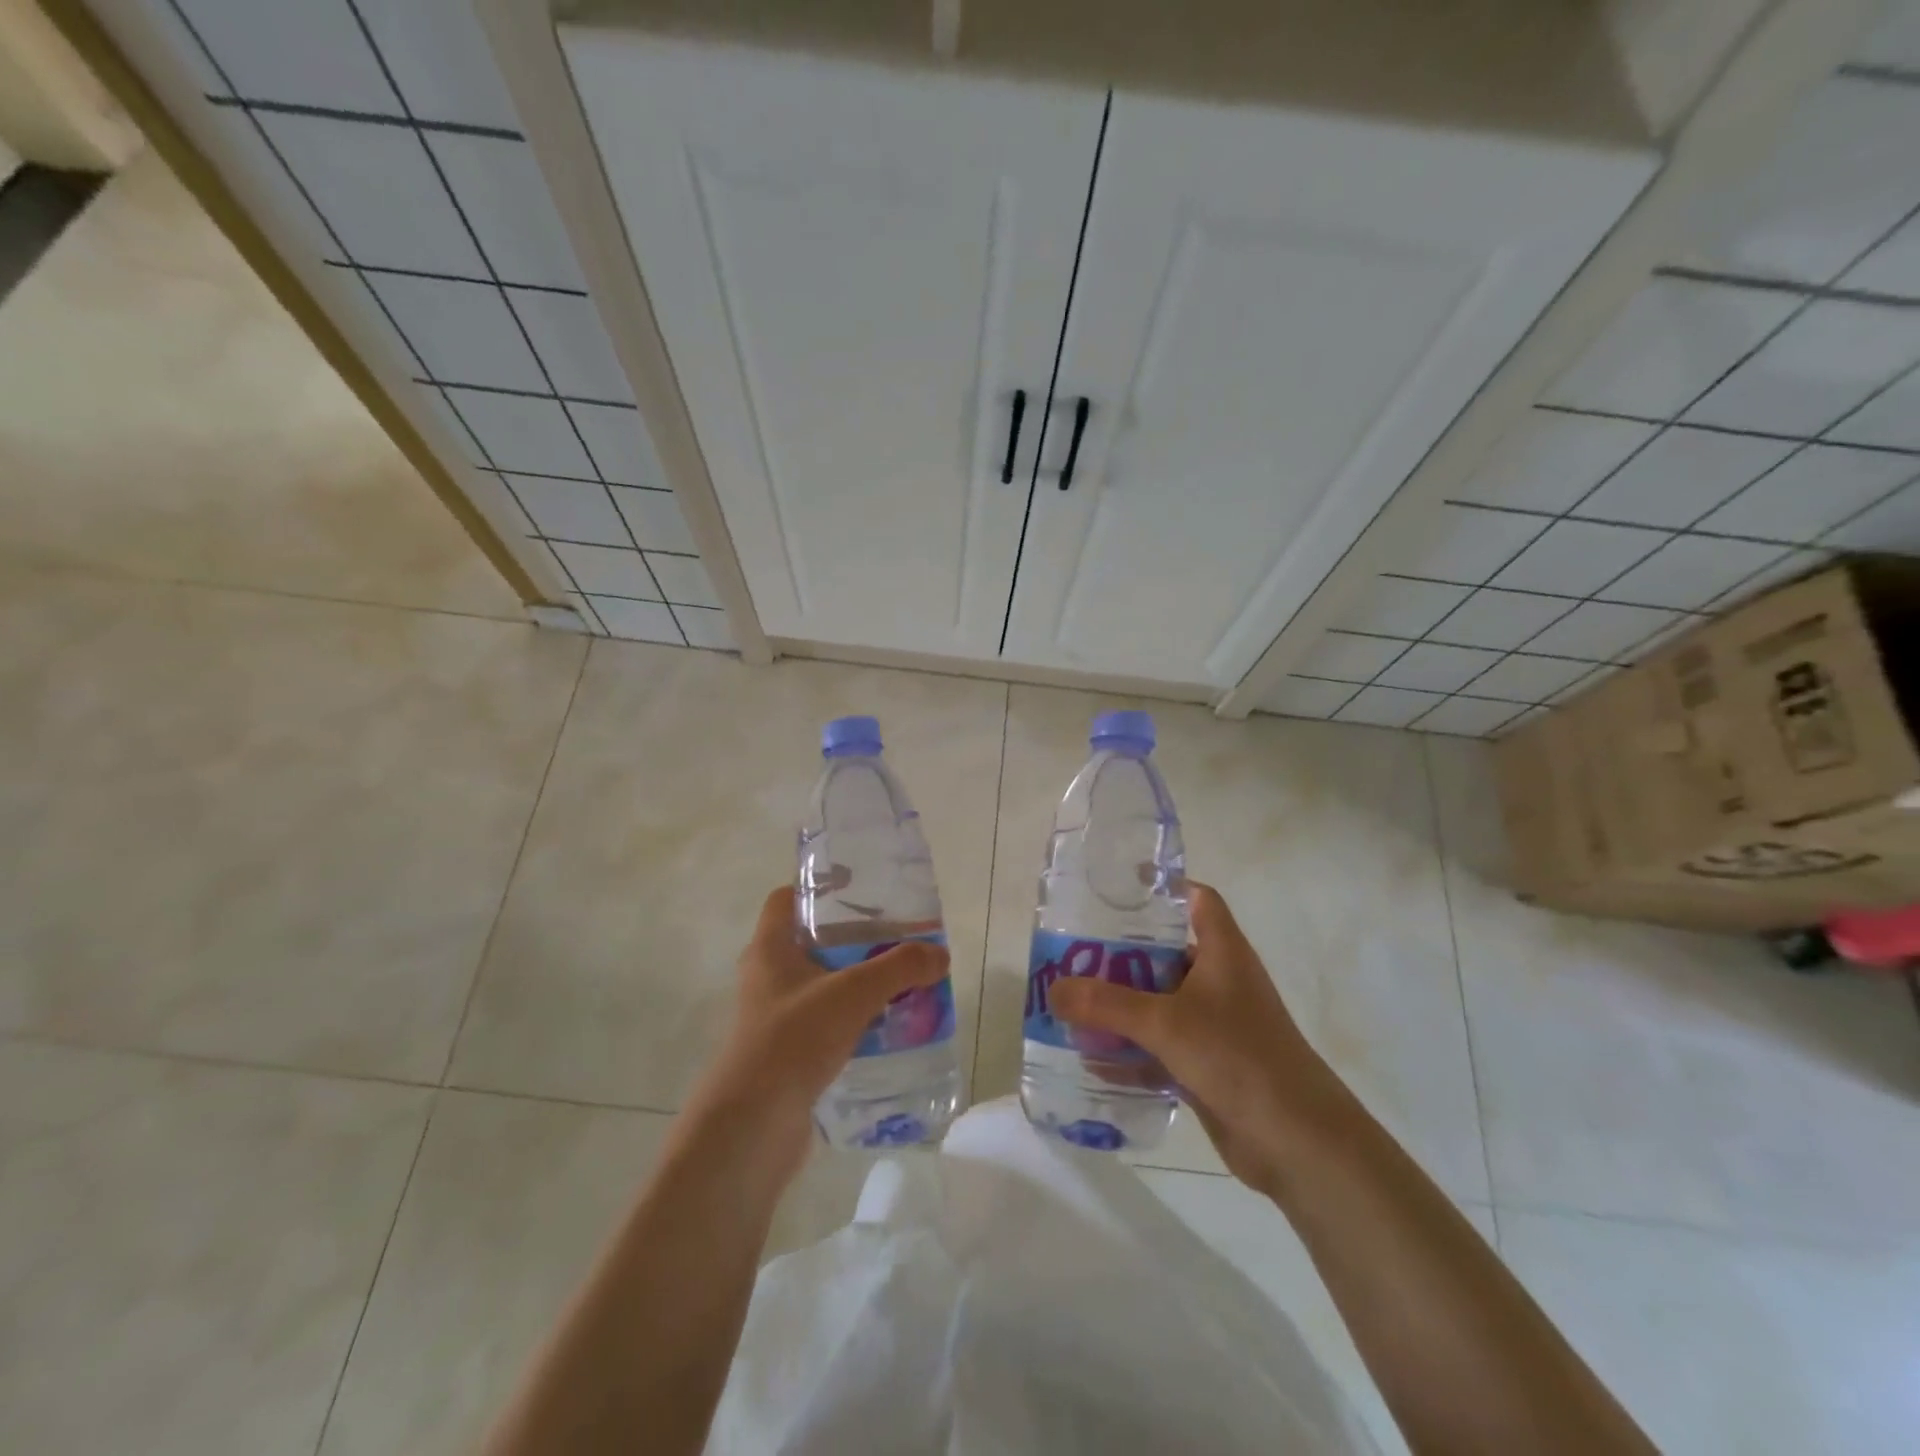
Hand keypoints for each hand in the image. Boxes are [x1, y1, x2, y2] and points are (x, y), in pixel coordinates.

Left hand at [691, 886, 950, 1180]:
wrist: (753, 1126)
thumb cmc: (794, 1039)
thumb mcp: (853, 993)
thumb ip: (899, 968)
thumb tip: (940, 954)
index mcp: (769, 949)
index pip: (786, 899)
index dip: (818, 887)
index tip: (858, 887)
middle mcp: (767, 977)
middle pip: (811, 942)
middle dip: (853, 938)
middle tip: (895, 936)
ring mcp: (775, 1018)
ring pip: (822, 985)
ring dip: (857, 982)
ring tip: (901, 981)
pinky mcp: (787, 1053)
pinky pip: (825, 1023)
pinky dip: (853, 1020)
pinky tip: (887, 1027)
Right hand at [1048, 883, 1342, 1188]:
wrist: (1299, 1142)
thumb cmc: (1238, 1058)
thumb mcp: (1165, 1023)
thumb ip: (1106, 1005)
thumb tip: (1053, 990)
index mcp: (1222, 952)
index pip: (1197, 900)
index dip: (1163, 888)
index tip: (1117, 889)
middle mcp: (1219, 982)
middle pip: (1165, 953)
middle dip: (1120, 955)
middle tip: (1072, 955)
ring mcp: (1214, 1026)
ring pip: (1159, 1003)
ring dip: (1120, 1007)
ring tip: (1071, 1004)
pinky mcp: (1208, 1065)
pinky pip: (1160, 1048)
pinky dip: (1131, 1051)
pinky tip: (1092, 1059)